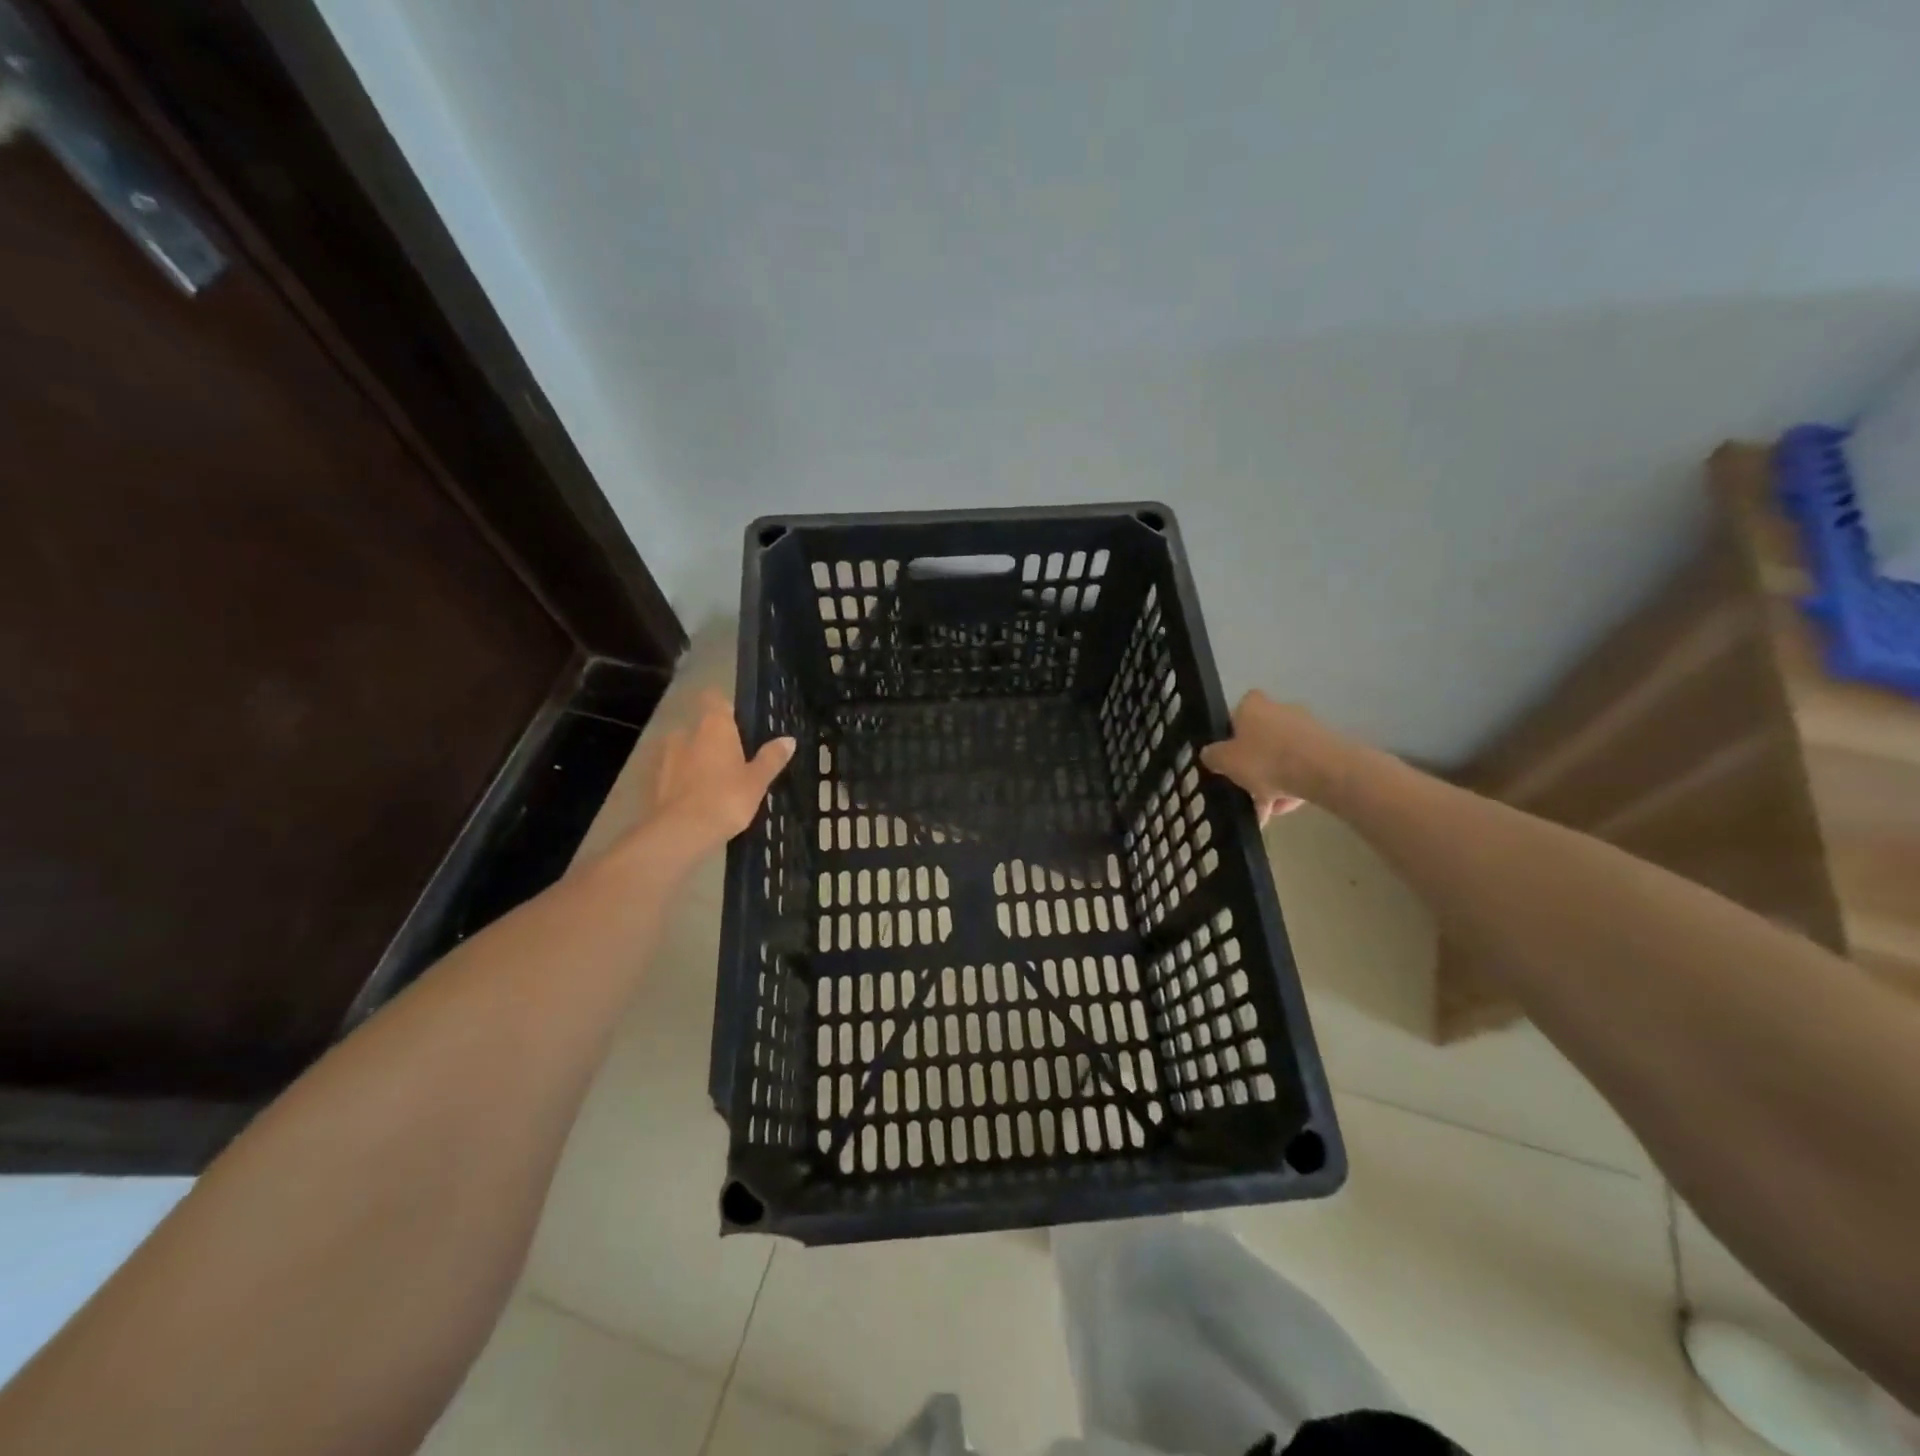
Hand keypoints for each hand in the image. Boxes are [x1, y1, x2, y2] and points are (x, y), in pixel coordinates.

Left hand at [641, 690, 795, 861]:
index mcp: (714, 726)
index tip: (741, 722)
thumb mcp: (757, 780)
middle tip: (736, 759)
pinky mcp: (656, 781)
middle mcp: (687, 733)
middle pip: (703, 727)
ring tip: (718, 783)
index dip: (727, 708)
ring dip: (699, 760)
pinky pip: (676, 772)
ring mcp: (667, 756)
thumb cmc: (726, 798)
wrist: (681, 832)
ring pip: (687, 750)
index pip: (716, 700)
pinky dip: (687, 780)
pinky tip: (701, 799)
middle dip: (716, 740)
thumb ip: (771, 758)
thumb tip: (788, 740)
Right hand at [1199, 691, 1350, 824]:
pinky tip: (1288, 808)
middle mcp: (1279, 709)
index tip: (1229, 758)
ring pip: (1281, 757)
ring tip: (1269, 811)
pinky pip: (1302, 767)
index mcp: (1252, 706)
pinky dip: (1293, 785)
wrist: (1324, 770)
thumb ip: (1212, 756)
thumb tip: (1209, 754)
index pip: (1236, 713)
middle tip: (1247, 792)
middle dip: (1253, 768)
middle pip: (1259, 740)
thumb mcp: (1225, 761)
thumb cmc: (1265, 759)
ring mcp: (1306, 727)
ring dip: (1273, 782)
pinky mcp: (1326, 747)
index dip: (1230, 735)